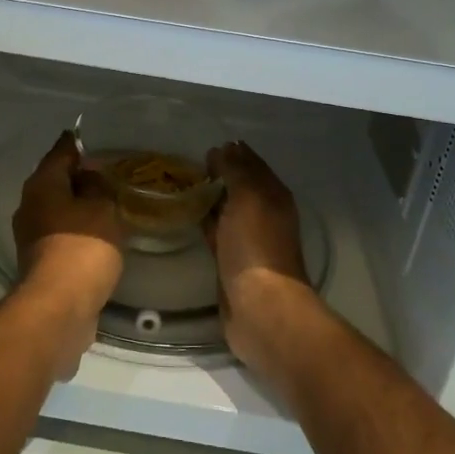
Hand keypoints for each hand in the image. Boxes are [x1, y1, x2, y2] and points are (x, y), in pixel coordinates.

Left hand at [10, 131, 123, 375]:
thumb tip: (89, 176)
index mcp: (42, 184)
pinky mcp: (40, 260)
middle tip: (110, 173)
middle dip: (80, 176)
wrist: (59, 308)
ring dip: (80, 205)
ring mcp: (32, 235)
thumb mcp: (101, 208)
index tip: (96, 138)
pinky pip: (62, 233)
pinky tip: (100, 233)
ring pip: (59, 208)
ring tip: (110, 203)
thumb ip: (98, 186)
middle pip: (56, 180)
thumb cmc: (82, 248)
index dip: (79, 143)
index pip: (61, 151)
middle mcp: (30, 205)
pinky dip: (79, 229)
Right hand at [205, 142, 322, 386]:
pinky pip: (216, 231)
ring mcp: (247, 238)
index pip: (252, 164)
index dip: (233, 153)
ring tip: (181, 185)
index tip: (205, 147)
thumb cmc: (255, 246)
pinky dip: (204, 220)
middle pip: (240, 186)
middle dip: (219, 173)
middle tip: (188, 164)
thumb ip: (236, 170)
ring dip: (210, 197)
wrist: (259, 307)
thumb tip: (223, 149)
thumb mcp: (248, 197)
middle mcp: (264, 214)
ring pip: (227, 208)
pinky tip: (186, 214)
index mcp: (273, 195)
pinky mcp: (230, 260)